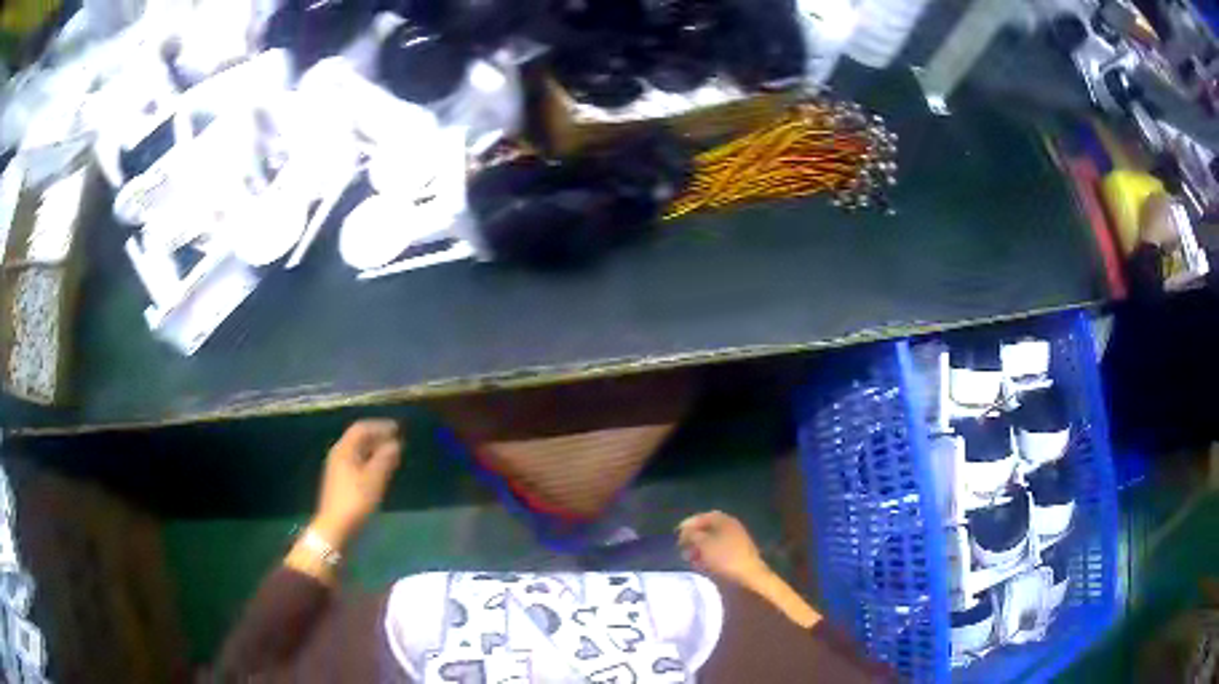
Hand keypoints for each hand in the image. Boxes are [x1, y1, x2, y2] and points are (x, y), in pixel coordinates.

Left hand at [313, 420, 401, 547]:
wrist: (336, 527)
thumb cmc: (355, 501)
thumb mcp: (374, 479)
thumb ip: (385, 459)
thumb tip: (396, 443)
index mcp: (344, 450)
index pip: (361, 428)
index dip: (380, 426)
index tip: (398, 429)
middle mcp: (339, 455)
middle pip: (359, 439)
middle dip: (378, 437)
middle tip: (398, 441)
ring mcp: (338, 469)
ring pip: (358, 452)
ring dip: (375, 450)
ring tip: (393, 455)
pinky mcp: (341, 482)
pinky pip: (358, 463)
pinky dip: (371, 461)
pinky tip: (381, 471)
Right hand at [677, 511, 768, 585]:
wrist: (748, 577)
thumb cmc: (725, 557)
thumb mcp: (704, 543)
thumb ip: (692, 534)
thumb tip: (686, 531)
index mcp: (725, 521)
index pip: (703, 517)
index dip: (689, 523)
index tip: (676, 533)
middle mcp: (730, 529)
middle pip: (707, 530)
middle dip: (693, 538)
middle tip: (681, 547)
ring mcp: (734, 543)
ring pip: (711, 543)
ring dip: (698, 549)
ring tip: (688, 558)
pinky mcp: (734, 557)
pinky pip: (716, 553)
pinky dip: (706, 557)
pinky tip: (699, 565)